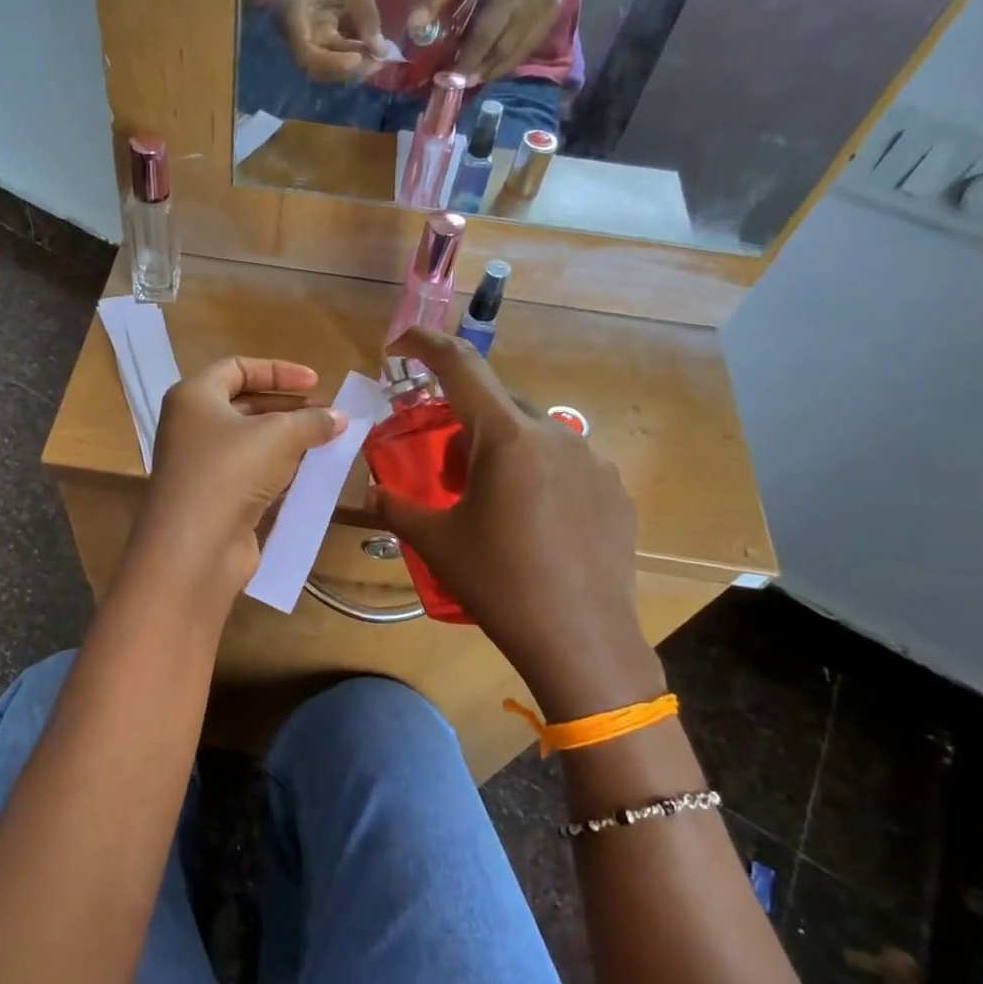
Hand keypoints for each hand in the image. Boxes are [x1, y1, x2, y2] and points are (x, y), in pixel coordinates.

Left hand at [134, 357, 345, 600]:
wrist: (196, 547)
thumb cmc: (231, 471)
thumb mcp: (279, 435)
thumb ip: (312, 421)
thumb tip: (340, 417)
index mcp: (193, 397)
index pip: (237, 368)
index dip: (279, 371)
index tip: (316, 382)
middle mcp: (191, 427)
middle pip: (245, 405)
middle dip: (290, 409)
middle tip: (328, 417)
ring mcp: (201, 466)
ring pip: (251, 443)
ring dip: (289, 442)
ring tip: (327, 444)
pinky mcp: (214, 499)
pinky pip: (251, 474)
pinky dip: (279, 471)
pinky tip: (309, 475)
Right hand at [277, 0, 383, 82]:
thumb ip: (365, 15)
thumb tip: (379, 51)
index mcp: (296, 14)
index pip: (308, 56)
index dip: (332, 64)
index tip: (358, 59)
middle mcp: (299, 30)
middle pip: (320, 66)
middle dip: (349, 68)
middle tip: (379, 63)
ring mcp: (311, 31)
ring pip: (330, 61)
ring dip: (355, 63)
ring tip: (381, 56)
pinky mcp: (323, 29)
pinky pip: (337, 50)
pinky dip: (356, 52)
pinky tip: (375, 48)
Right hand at [371, 329, 664, 719]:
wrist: (582, 640)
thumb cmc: (500, 584)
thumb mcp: (438, 543)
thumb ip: (397, 508)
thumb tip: (369, 493)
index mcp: (507, 437)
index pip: (460, 366)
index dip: (425, 344)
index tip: (400, 343)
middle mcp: (555, 434)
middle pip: (497, 404)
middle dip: (464, 421)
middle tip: (444, 467)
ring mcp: (592, 461)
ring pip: (533, 434)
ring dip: (502, 450)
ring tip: (491, 500)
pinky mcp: (613, 491)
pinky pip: (565, 463)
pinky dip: (537, 474)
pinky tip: (534, 522)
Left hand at [408, 0, 562, 84]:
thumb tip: (415, 28)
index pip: (465, 0)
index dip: (443, 22)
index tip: (436, 60)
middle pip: (490, 37)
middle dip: (468, 64)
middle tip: (451, 82)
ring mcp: (539, 2)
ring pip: (507, 51)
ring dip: (484, 70)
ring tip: (467, 81)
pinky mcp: (549, 17)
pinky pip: (521, 53)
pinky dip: (502, 67)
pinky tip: (487, 72)